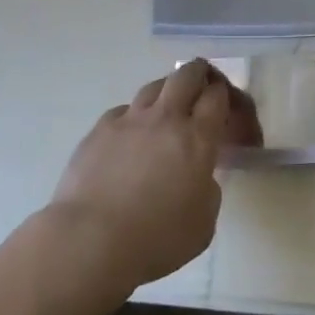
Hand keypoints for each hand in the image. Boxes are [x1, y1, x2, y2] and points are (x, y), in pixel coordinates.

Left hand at [47, 60, 231, 291]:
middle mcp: (165, 118)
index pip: (217, 96)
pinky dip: (134, 117)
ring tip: (167, 107)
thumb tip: (198, 177)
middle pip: (187, 75)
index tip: (224, 106)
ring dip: (167, 91)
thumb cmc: (156, 239)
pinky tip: (131, 136)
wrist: (90, 240)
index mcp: (197, 138)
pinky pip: (123, 110)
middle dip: (199, 74)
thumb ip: (207, 190)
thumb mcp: (203, 223)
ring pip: (154, 86)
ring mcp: (130, 120)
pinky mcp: (100, 129)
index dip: (224, 95)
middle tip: (202, 87)